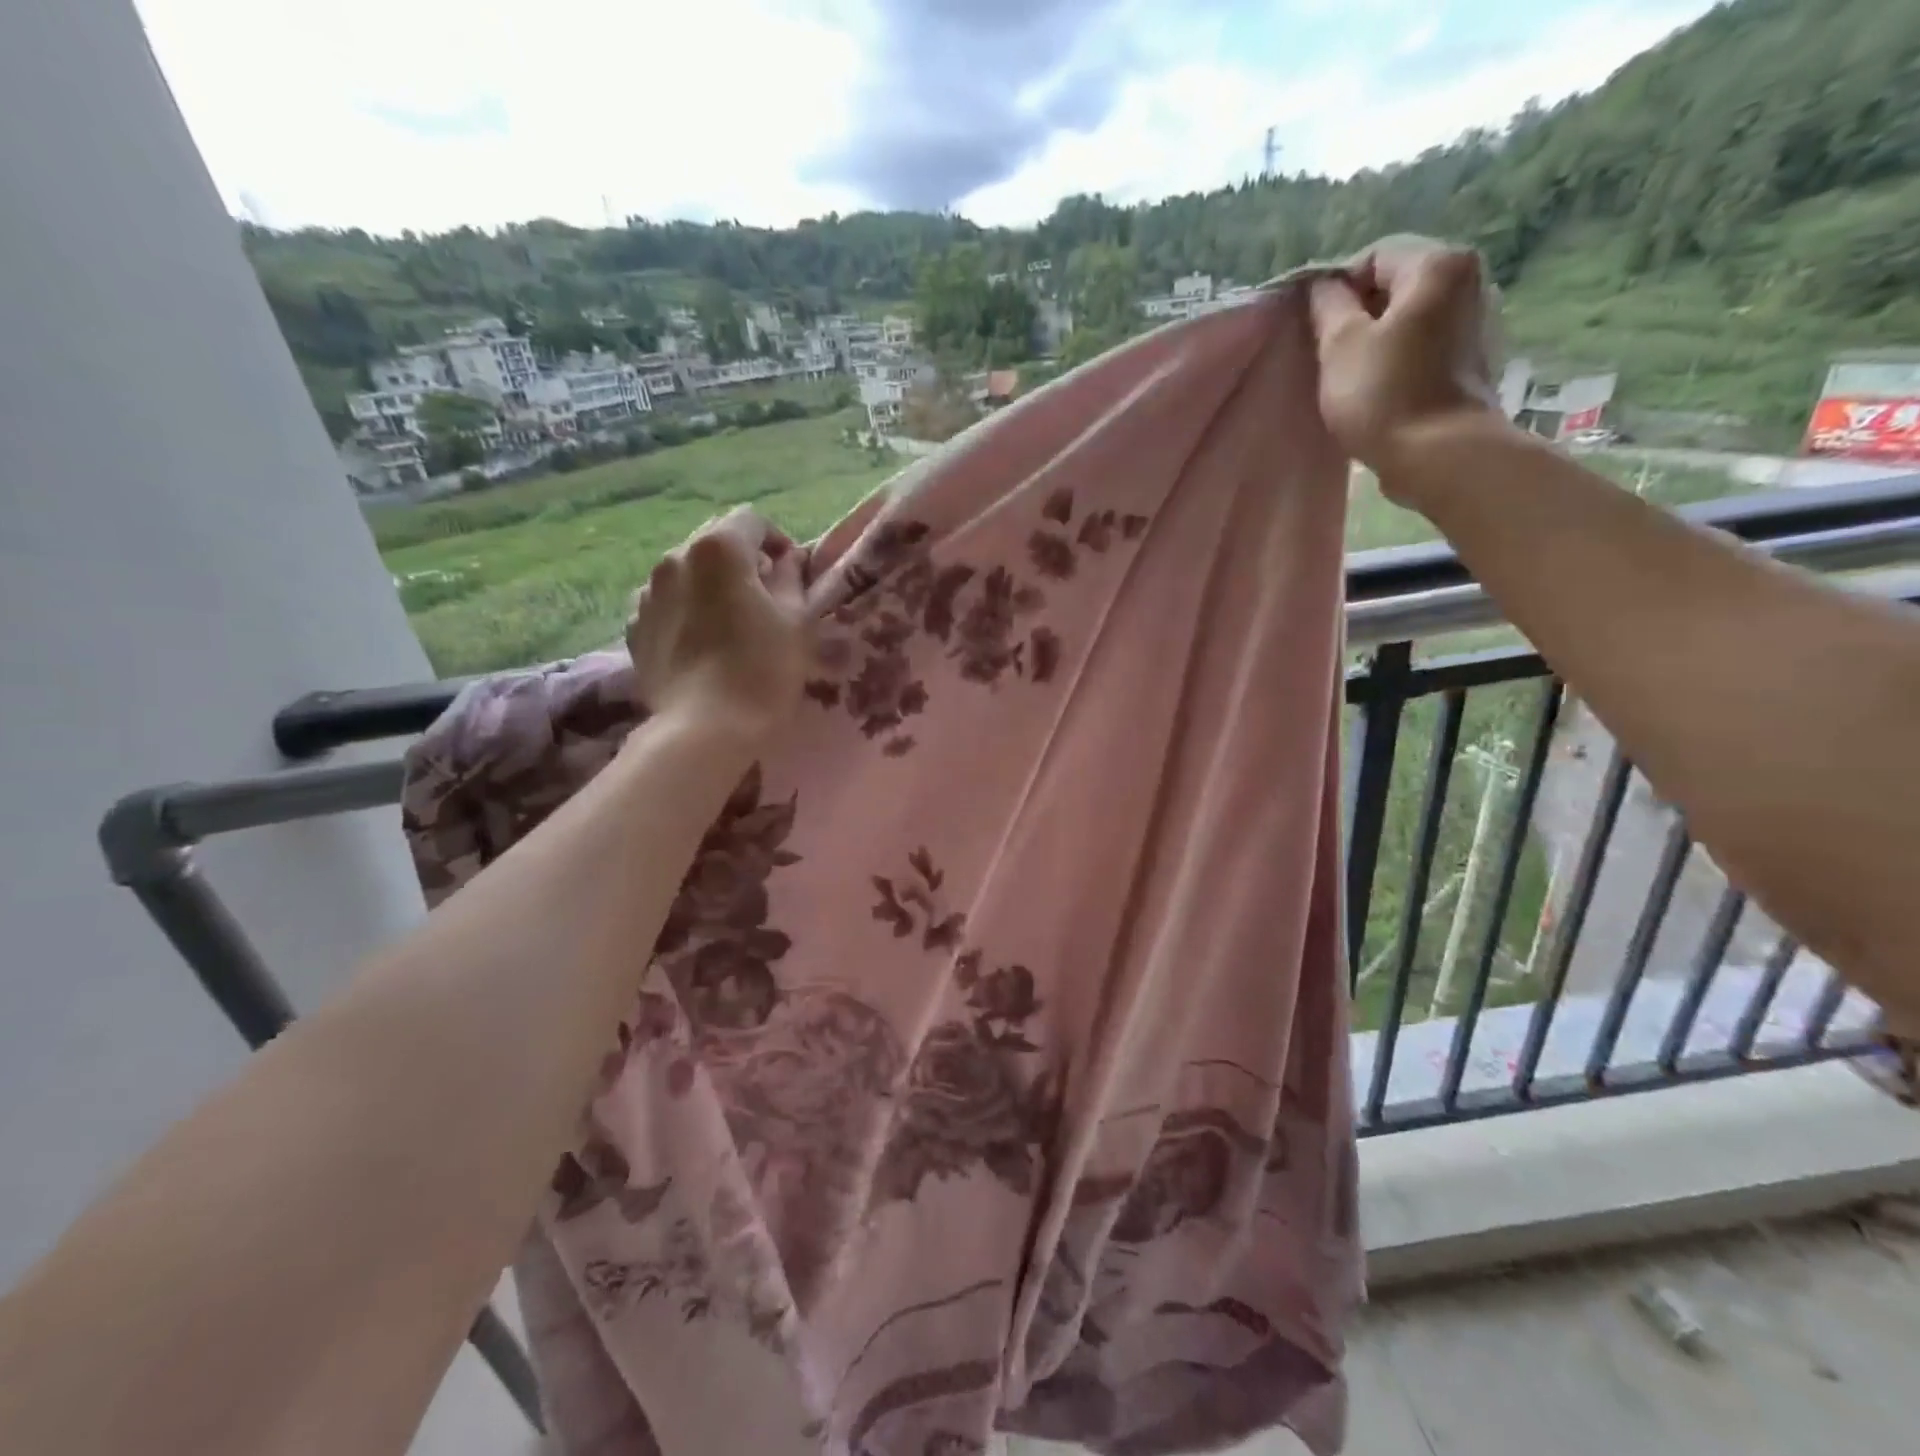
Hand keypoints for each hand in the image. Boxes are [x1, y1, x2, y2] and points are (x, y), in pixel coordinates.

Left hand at [626, 508, 811, 740]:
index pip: (752, 520)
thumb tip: (786, 560)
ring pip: (686, 573)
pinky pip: (666, 605)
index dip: (777, 540)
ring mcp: (647, 593)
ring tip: (729, 622)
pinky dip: (686, 611)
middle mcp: (674, 558)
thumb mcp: (796, 621)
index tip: (791, 571)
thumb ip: (792, 578)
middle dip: (741, 561)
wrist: (704, 729)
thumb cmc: (762, 670)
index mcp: (718, 549)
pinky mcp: (633, 628)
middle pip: (714, 543)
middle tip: (765, 597)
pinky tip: (702, 643)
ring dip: (710, 585)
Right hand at [1308, 235, 1507, 498]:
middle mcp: (1471, 279)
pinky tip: (1384, 387)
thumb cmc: (1384, 396)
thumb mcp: (1339, 346)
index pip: (1374, 255)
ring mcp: (1481, 319)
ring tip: (1355, 374)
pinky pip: (1430, 342)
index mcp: (1439, 264)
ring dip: (1381, 336)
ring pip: (1414, 314)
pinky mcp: (1478, 357)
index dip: (1337, 288)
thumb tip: (1322, 286)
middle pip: (1398, 282)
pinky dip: (1404, 355)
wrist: (1441, 456)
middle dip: (1361, 312)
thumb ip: (1328, 306)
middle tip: (1330, 355)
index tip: (1316, 328)